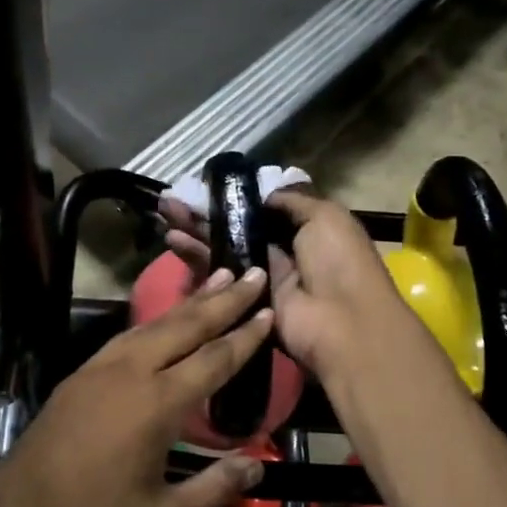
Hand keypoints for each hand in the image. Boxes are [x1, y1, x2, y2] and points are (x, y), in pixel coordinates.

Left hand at [0, 268, 272, 506]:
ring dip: (189, 302)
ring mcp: (102, 366)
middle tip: (251, 273)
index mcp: (157, 404)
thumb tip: (257, 467)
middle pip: (186, 325)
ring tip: (217, 280)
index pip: (213, 359)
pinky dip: (157, 320)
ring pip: (155, 323)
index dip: (245, 335)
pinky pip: (129, 334)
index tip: (268, 309)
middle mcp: (131, 371)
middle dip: (222, 299)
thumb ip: (214, 489)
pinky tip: (166, 320)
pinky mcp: (82, 372)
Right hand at [159, 189, 421, 387]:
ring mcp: (261, 276)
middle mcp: (281, 249)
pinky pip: (218, 272)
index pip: (263, 208)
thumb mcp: (325, 216)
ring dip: (195, 229)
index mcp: (305, 228)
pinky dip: (195, 255)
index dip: (236, 196)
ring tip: (165, 212)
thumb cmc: (338, 261)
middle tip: (173, 197)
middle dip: (206, 210)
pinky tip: (173, 239)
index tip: (207, 184)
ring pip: (222, 247)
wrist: (342, 322)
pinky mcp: (244, 299)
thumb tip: (262, 194)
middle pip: (237, 226)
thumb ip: (291, 200)